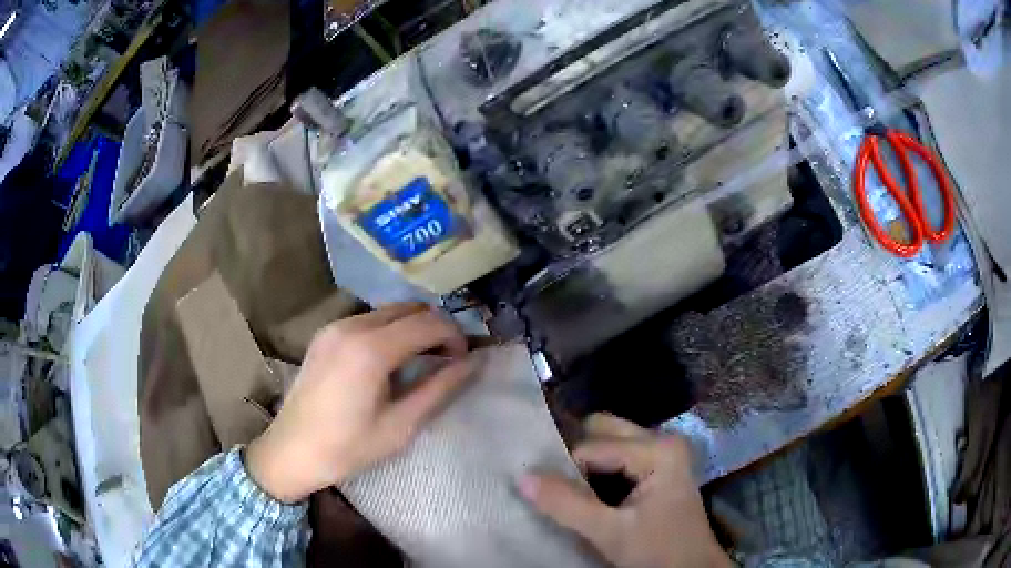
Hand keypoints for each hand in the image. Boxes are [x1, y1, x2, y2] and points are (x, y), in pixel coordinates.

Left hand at [246, 303, 473, 502]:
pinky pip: (368, 319)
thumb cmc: (348, 448)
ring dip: (413, 327)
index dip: (455, 336)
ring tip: (421, 360)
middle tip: (447, 358)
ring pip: (389, 310)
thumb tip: (473, 363)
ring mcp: (335, 326)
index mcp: (371, 349)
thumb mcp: (400, 425)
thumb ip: (439, 389)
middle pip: (410, 308)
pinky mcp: (325, 333)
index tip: (464, 360)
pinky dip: (389, 330)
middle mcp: (352, 326)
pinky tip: (389, 360)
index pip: (429, 323)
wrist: (291, 451)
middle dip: (436, 327)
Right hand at [519, 414, 730, 567]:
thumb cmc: (657, 552)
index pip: (591, 447)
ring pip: (609, 441)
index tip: (547, 495)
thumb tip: (522, 476)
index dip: (565, 471)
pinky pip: (618, 455)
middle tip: (554, 484)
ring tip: (567, 491)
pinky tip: (588, 493)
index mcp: (658, 449)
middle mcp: (662, 439)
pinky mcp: (659, 466)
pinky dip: (598, 470)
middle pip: (602, 431)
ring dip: (585, 464)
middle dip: (574, 455)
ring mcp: (663, 451)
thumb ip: (566, 505)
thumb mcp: (609, 533)